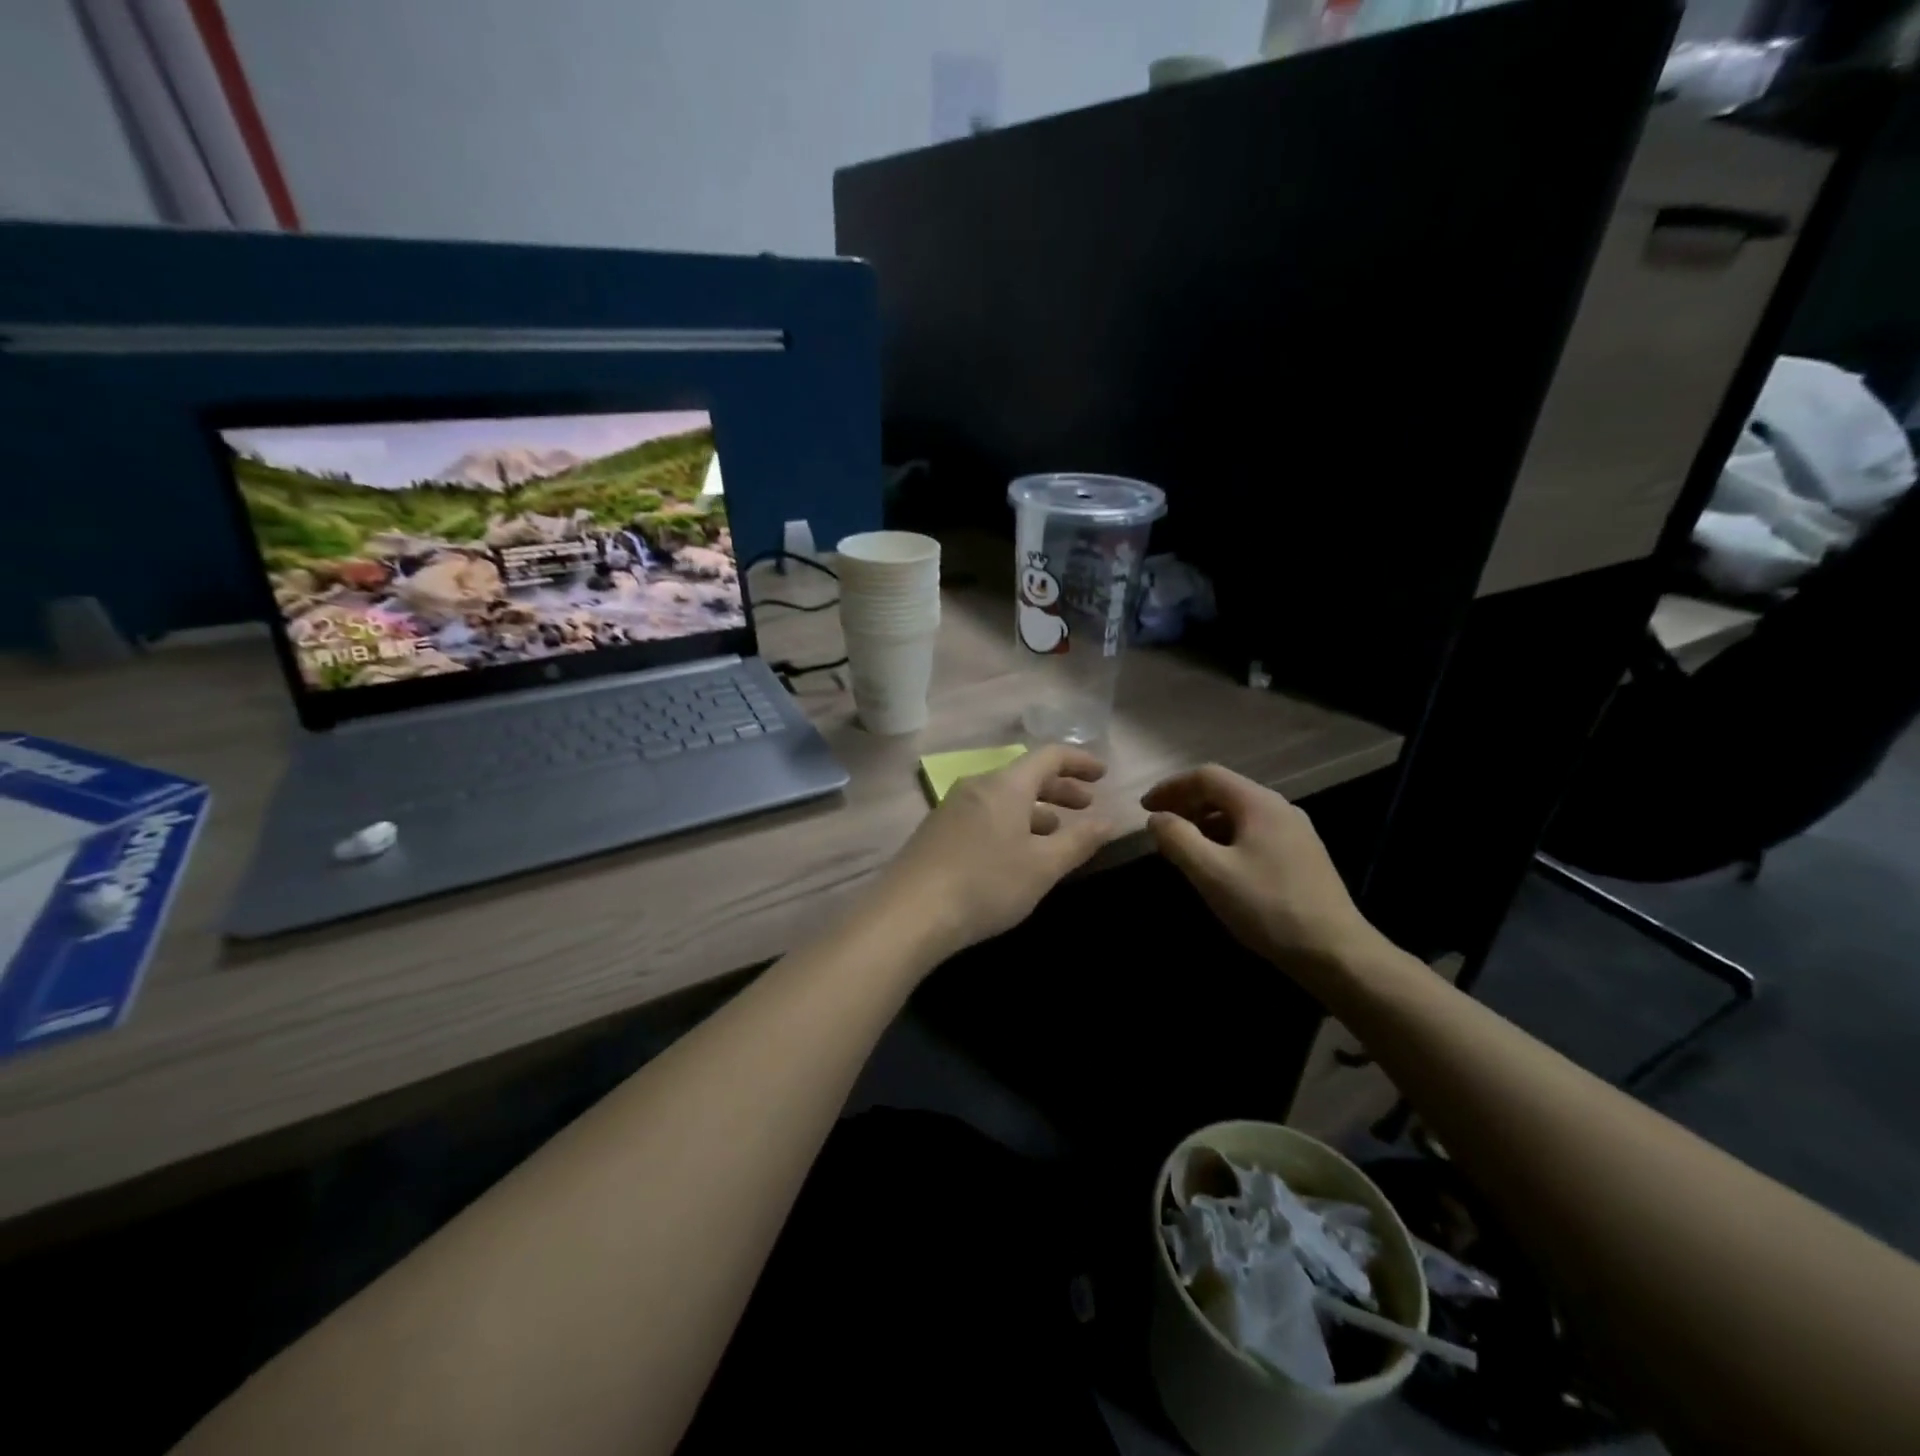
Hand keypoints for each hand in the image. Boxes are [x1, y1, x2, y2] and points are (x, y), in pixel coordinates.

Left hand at [873, 745, 1114, 963]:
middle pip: (1024, 775)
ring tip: (1056, 832)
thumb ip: (1079, 841)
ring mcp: (952, 807)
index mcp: (1005, 785)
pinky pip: (984, 814)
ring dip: (1035, 809)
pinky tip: (1015, 852)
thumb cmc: (986, 884)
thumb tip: (1109, 821)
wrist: (909, 914)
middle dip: (1059, 788)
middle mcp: (977, 786)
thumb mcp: (1043, 866)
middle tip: (1085, 805)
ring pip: (1003, 797)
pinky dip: (1010, 822)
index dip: (1079, 761)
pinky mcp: (936, 831)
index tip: (1103, 775)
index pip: (1048, 756)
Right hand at [1142, 764, 1385, 980]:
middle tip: (1160, 828)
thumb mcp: (1210, 873)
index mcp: (1259, 803)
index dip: (1171, 788)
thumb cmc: (1267, 907)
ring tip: (1183, 848)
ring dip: (1205, 823)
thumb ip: (1177, 839)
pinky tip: (1218, 866)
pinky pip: (1254, 833)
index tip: (1144, 808)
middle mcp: (1280, 808)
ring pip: (1240, 814)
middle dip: (1187, 804)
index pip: (1206, 776)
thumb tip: (1157, 819)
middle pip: (1224, 791)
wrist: (1336, 952)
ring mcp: (1296, 832)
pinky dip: (1226, 838)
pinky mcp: (1303, 856)